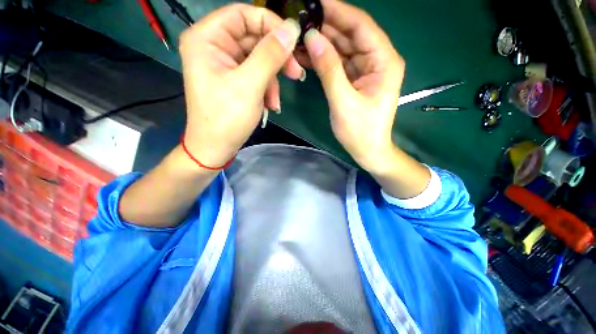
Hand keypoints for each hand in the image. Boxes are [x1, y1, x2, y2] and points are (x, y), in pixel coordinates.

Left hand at [179, 4, 302, 166]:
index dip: (270, 24)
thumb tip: (292, 29)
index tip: (293, 42)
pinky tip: (269, 105)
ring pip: (259, 59)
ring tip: (275, 102)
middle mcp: (214, 46)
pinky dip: (266, 89)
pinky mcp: (234, 80)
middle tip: (296, 73)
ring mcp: (225, 64)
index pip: (243, 14)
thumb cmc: (227, 117)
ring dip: (272, 80)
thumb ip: (270, 54)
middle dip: (276, 58)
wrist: (216, 147)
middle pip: (254, 38)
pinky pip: (256, 75)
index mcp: (207, 38)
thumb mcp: (250, 85)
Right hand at [302, 0, 404, 172]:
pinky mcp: (356, 81)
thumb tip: (313, 38)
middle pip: (351, 36)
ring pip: (344, 50)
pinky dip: (325, 61)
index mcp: (384, 62)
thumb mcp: (343, 101)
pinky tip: (309, 56)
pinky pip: (340, 65)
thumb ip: (329, 69)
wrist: (368, 150)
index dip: (339, 12)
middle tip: (301, 22)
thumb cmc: (360, 131)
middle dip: (327, 28)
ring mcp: (366, 71)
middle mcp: (377, 61)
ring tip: (300, 38)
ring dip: (323, 45)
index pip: (361, 26)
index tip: (315, 3)